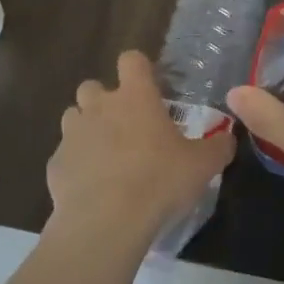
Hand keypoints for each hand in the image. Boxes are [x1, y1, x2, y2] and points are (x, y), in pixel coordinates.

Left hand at [48, 51, 234, 252]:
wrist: (106, 223)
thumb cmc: (159, 181)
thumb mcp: (202, 165)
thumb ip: (218, 147)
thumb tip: (228, 139)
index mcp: (135, 97)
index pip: (131, 60)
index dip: (139, 69)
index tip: (149, 87)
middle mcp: (99, 107)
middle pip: (92, 86)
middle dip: (104, 100)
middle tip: (126, 126)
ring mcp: (72, 135)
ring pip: (73, 117)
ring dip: (86, 129)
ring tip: (106, 156)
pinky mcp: (54, 165)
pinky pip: (64, 156)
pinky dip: (76, 165)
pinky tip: (91, 188)